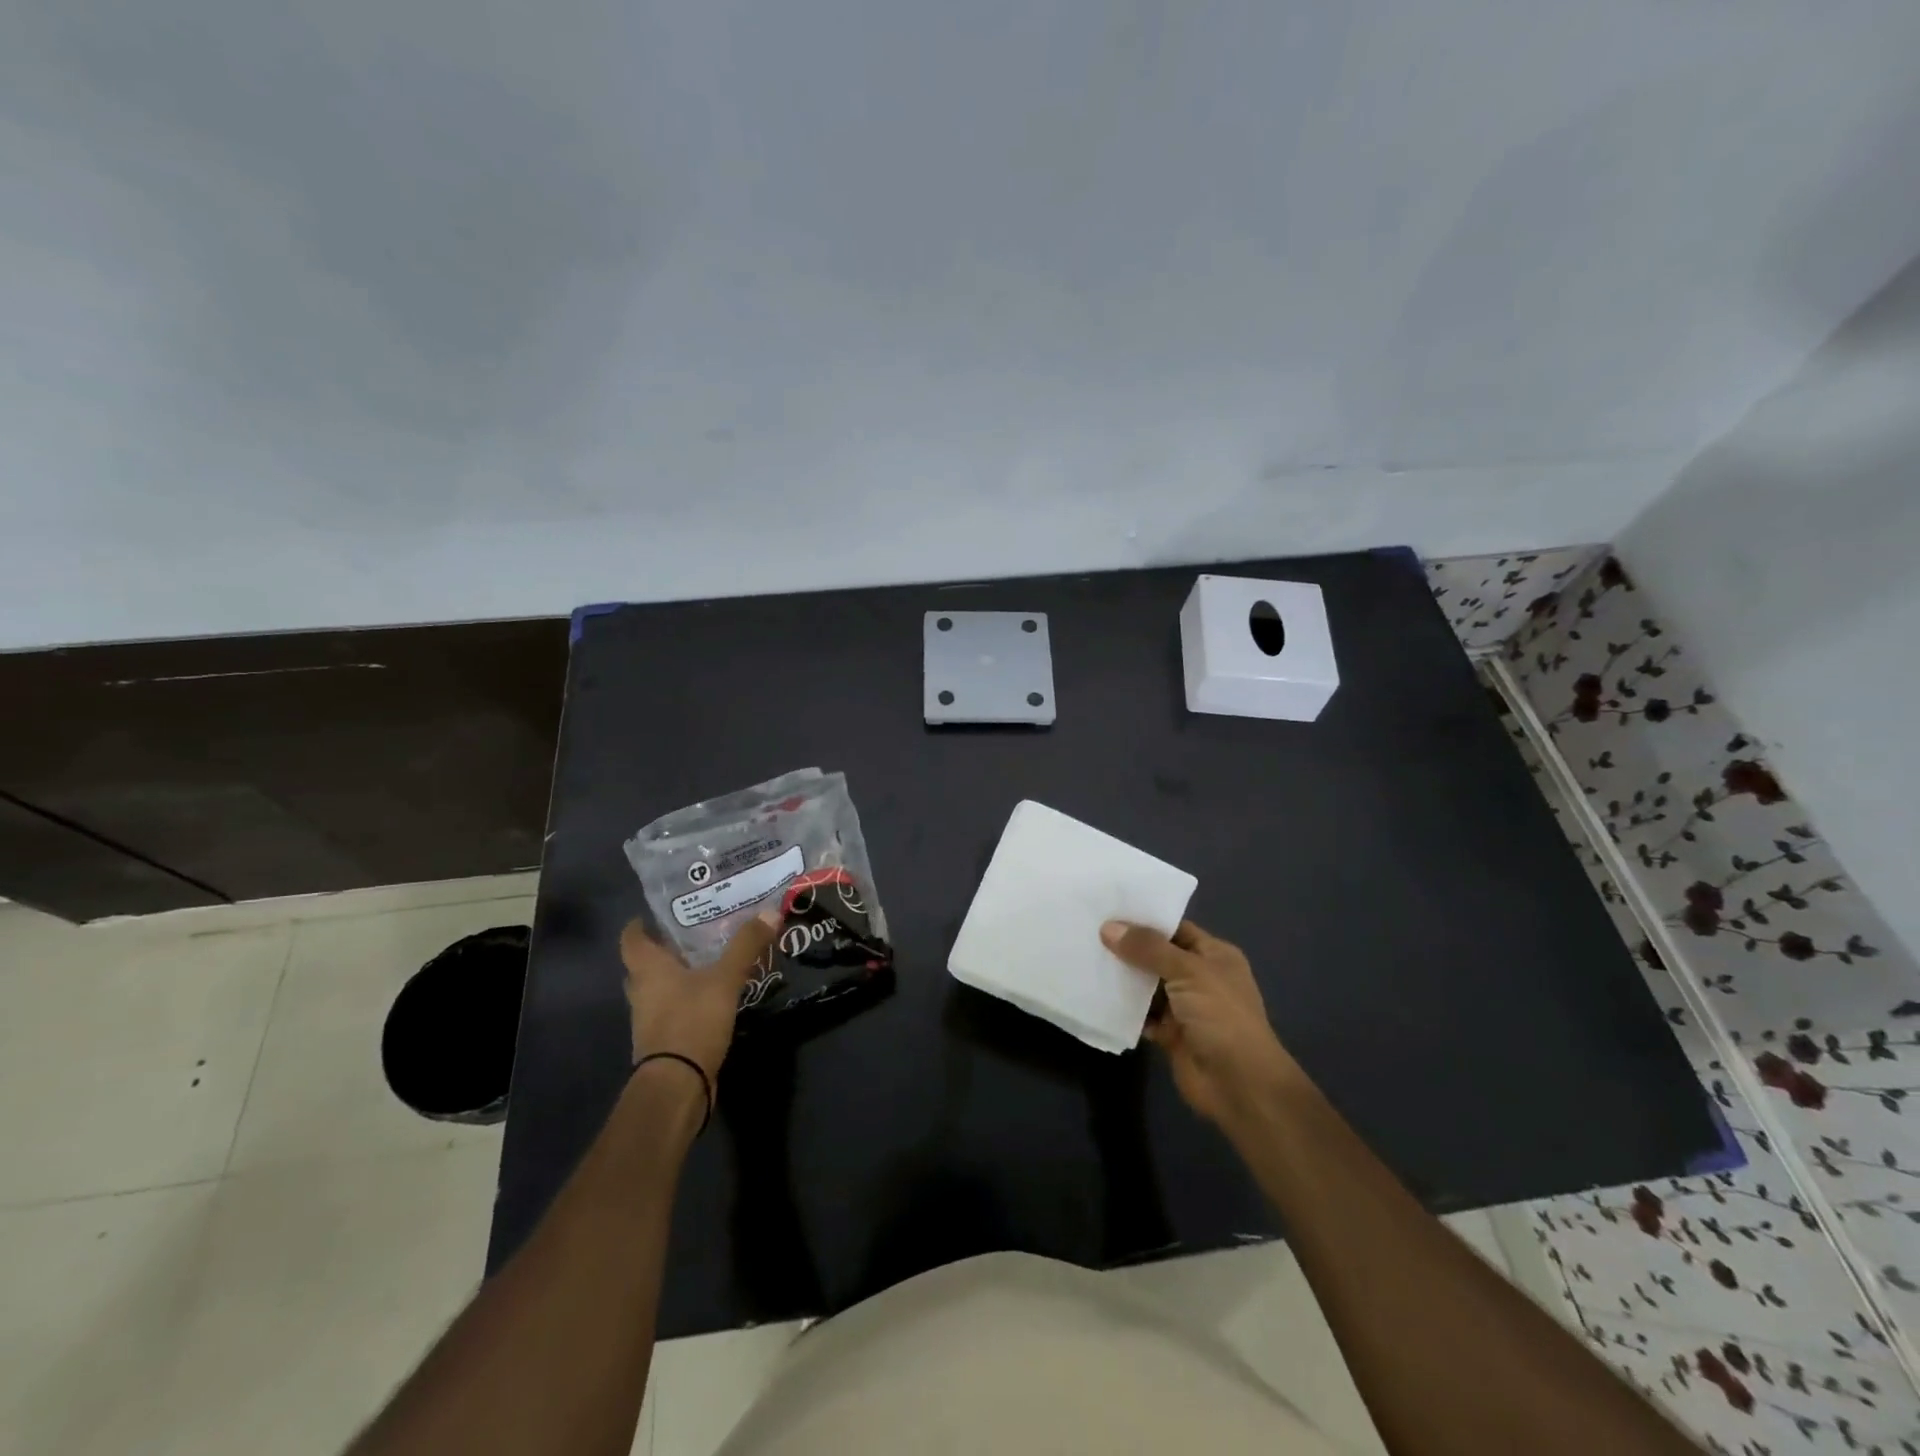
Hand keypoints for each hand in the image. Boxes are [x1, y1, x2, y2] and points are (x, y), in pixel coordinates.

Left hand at [620, 910, 782, 1082]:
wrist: (678, 1085)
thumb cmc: (692, 1021)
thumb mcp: (725, 979)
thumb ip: (746, 945)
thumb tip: (770, 911)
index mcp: (648, 969)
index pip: (631, 938)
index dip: (641, 923)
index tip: (659, 913)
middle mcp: (642, 991)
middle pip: (644, 963)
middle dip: (664, 949)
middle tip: (692, 933)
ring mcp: (649, 1019)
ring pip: (658, 988)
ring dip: (676, 976)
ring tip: (708, 960)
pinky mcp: (663, 1040)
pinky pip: (671, 1009)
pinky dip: (686, 999)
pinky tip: (711, 995)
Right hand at [1101, 919, 1302, 1126]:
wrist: (1239, 1084)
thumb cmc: (1221, 1016)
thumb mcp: (1187, 971)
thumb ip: (1148, 948)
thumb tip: (1108, 928)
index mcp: (1215, 956)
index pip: (1175, 929)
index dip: (1145, 920)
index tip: (1108, 910)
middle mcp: (1200, 978)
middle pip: (1158, 956)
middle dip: (1128, 947)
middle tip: (1089, 931)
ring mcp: (1185, 1007)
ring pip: (1147, 986)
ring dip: (1123, 978)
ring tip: (1086, 958)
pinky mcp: (1171, 1034)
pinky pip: (1142, 1015)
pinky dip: (1124, 1009)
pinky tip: (1097, 995)